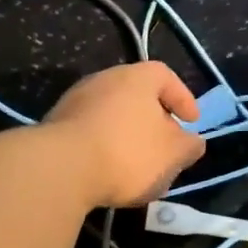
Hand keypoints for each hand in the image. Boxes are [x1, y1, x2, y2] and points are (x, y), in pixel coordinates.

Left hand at [45, 61, 206, 207]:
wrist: (60, 168)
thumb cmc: (127, 153)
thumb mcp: (172, 155)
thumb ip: (189, 146)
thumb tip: (192, 141)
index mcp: (136, 77)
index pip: (165, 76)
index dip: (183, 98)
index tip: (192, 122)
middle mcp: (103, 79)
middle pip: (136, 94)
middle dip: (153, 119)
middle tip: (165, 144)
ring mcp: (75, 100)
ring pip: (111, 113)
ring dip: (126, 134)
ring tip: (137, 163)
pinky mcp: (55, 125)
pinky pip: (89, 131)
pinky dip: (103, 145)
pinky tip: (107, 170)